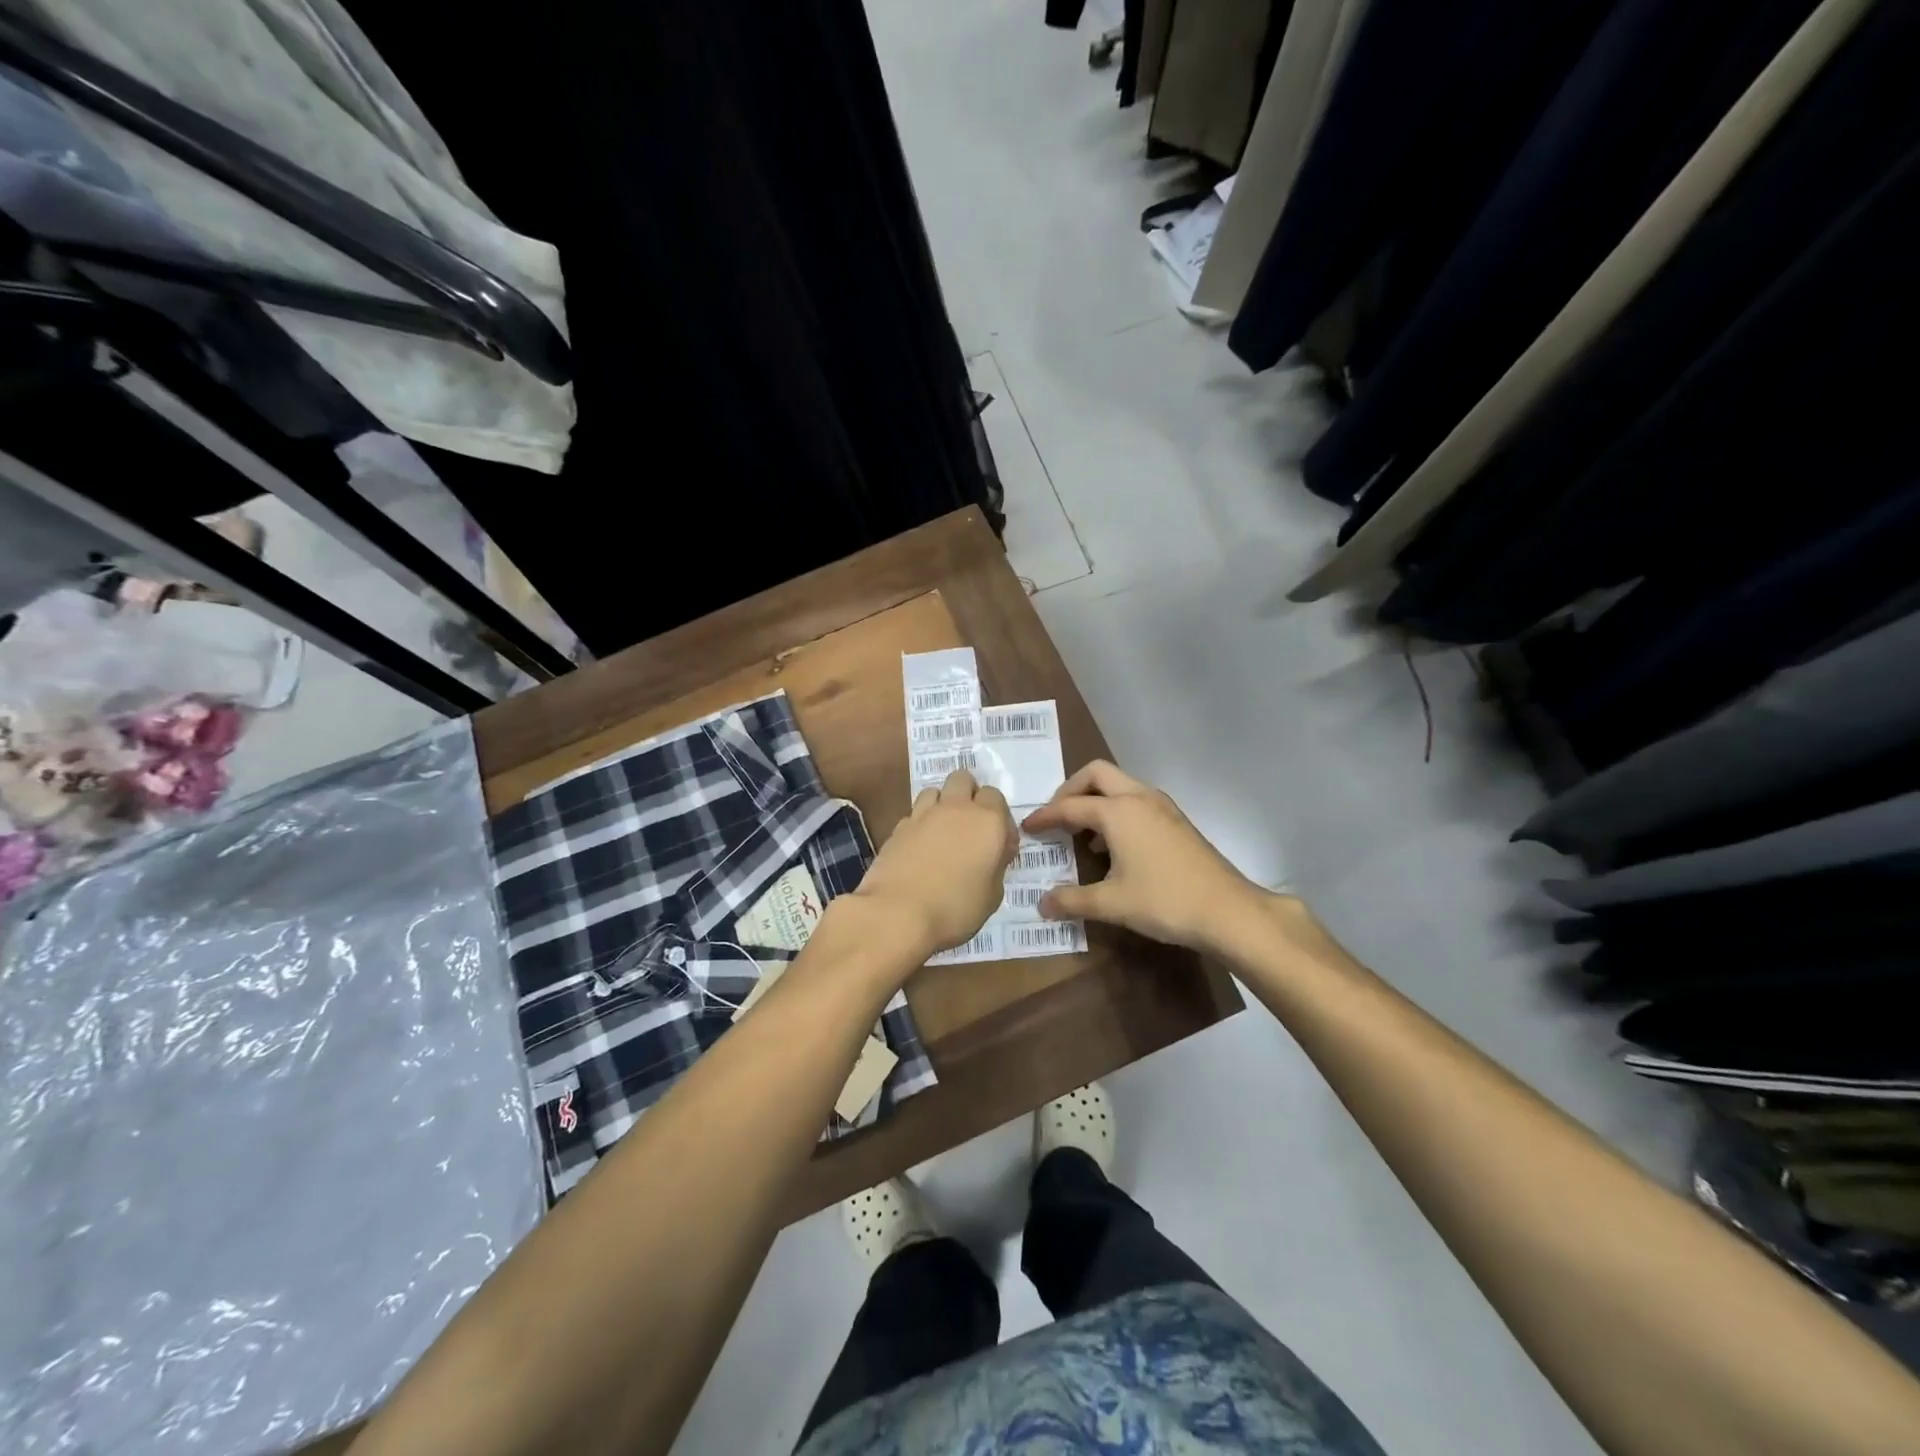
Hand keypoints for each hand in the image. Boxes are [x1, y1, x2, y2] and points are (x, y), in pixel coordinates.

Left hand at [854, 769, 1017, 956]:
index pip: (995, 796)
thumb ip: (995, 865)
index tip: (997, 843)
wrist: (898, 914)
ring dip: (941, 804)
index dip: (998, 817)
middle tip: (969, 827)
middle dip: (968, 794)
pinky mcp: (897, 827)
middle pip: (963, 779)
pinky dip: (920, 824)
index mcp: (987, 821)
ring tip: (942, 833)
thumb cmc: (956, 908)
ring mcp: (922, 815)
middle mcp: (956, 809)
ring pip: (935, 791)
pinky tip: (919, 848)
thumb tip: (991, 853)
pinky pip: (914, 814)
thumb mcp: (993, 895)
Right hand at [1022, 760, 1273, 953]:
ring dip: (1096, 800)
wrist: (1228, 911)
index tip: (1026, 827)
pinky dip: (1117, 811)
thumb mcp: (1111, 904)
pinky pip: (1136, 801)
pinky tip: (1114, 847)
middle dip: (1071, 790)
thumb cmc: (1164, 901)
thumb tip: (1041, 905)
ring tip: (1082, 834)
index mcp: (1118, 811)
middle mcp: (1139, 798)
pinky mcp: (1176, 820)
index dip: (1044, 816)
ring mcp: (1162, 806)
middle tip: (1056, 817)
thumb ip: (1072, 900)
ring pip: (1120, 785)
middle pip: (1096, 774)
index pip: (1069, 805)